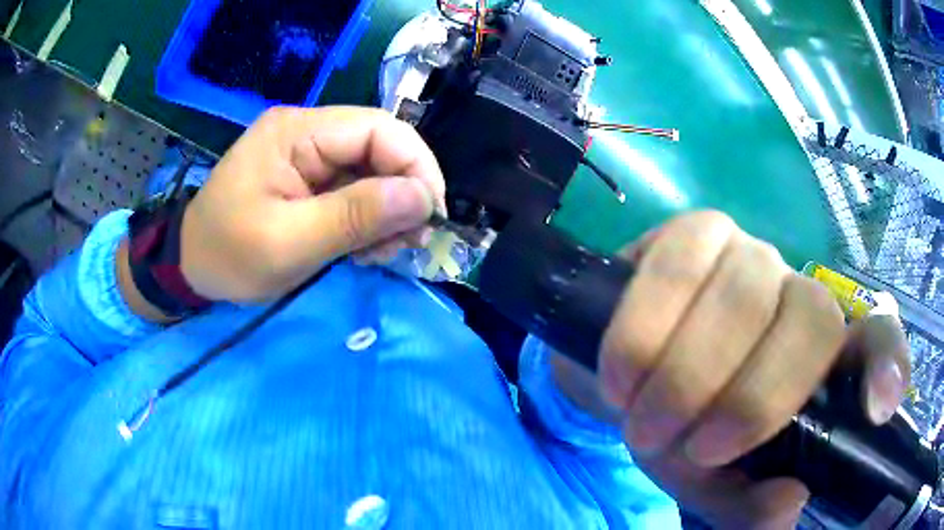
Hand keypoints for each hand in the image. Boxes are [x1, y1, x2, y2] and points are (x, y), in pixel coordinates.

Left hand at [179, 106, 445, 302]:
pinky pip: (354, 188)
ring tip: (381, 252)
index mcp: (296, 132)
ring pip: (372, 170)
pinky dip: (368, 219)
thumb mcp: (288, 243)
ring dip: (387, 211)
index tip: (429, 217)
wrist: (191, 267)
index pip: (378, 129)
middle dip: (402, 194)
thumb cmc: (228, 256)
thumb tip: (422, 199)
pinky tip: (364, 247)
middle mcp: (306, 131)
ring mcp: (307, 154)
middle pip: (379, 147)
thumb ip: (355, 216)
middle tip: (406, 243)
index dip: (415, 167)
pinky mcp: (307, 177)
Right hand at [597, 211, 910, 528]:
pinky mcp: (689, 235)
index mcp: (818, 360)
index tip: (877, 409)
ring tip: (641, 421)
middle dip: (750, 400)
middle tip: (687, 451)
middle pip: (810, 319)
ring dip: (687, 373)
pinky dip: (646, 329)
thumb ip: (749, 505)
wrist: (621, 381)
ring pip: (743, 295)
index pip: (877, 341)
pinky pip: (678, 267)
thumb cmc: (681, 436)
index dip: (885, 365)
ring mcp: (746, 254)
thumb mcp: (713, 485)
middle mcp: (797, 294)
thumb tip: (790, 500)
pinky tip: (621, 372)